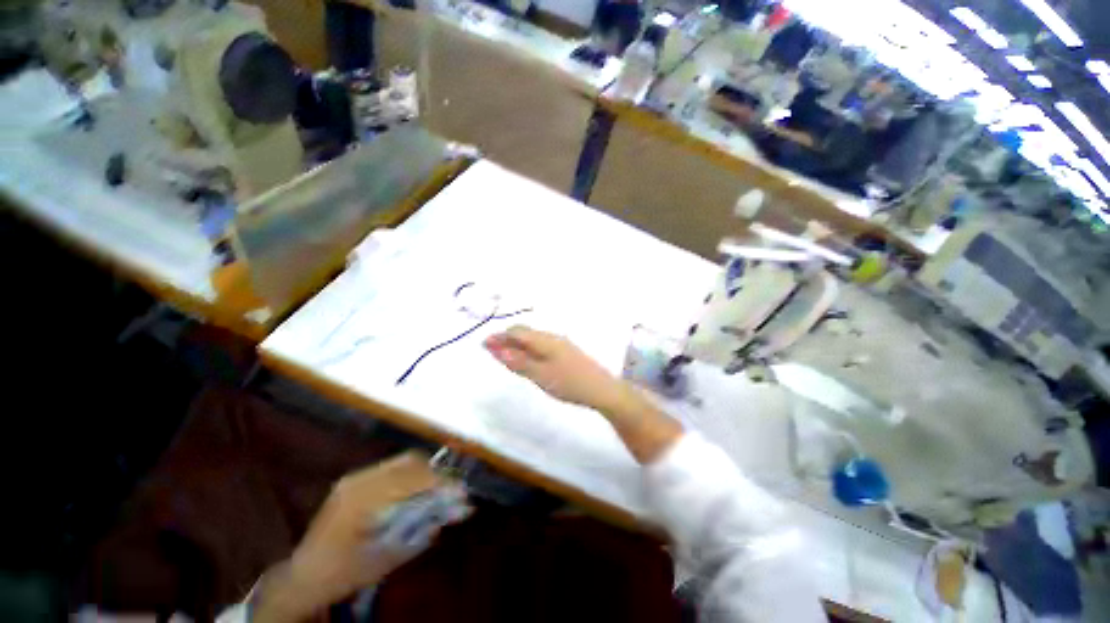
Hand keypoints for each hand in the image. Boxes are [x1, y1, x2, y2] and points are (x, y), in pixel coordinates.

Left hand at [252, 453, 467, 622]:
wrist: (303, 576)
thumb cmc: (342, 573)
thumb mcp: (385, 558)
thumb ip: (421, 531)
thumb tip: (456, 510)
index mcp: (361, 499)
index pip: (411, 479)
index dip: (440, 482)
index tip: (462, 491)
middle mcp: (359, 480)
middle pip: (409, 462)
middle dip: (436, 473)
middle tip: (453, 490)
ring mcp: (356, 478)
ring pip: (402, 462)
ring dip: (425, 473)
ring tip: (439, 491)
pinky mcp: (355, 481)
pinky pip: (392, 469)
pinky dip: (412, 476)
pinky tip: (418, 492)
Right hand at [486, 326, 683, 463]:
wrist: (601, 389)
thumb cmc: (569, 383)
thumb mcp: (540, 375)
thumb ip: (518, 361)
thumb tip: (497, 349)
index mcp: (544, 340)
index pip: (517, 332)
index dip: (499, 337)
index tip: (484, 345)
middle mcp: (551, 337)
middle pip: (525, 333)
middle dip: (507, 339)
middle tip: (492, 351)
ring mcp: (561, 344)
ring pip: (533, 339)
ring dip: (518, 344)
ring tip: (506, 356)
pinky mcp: (566, 352)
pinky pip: (541, 345)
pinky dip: (529, 349)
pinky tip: (528, 360)